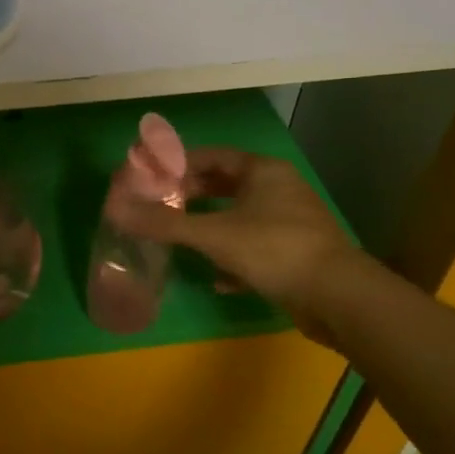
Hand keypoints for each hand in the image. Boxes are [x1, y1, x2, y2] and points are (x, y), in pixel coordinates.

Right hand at [109, 146, 369, 340]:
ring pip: (240, 218)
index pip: (212, 156)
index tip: (152, 178)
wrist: (339, 297)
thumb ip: (163, 223)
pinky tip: (218, 280)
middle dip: (193, 198)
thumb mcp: (212, 235)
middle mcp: (279, 189)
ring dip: (211, 229)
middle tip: (162, 208)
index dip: (179, 164)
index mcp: (262, 171)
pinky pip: (255, 249)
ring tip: (182, 241)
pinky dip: (234, 260)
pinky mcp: (298, 255)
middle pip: (226, 186)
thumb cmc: (274, 250)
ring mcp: (291, 222)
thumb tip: (115, 209)